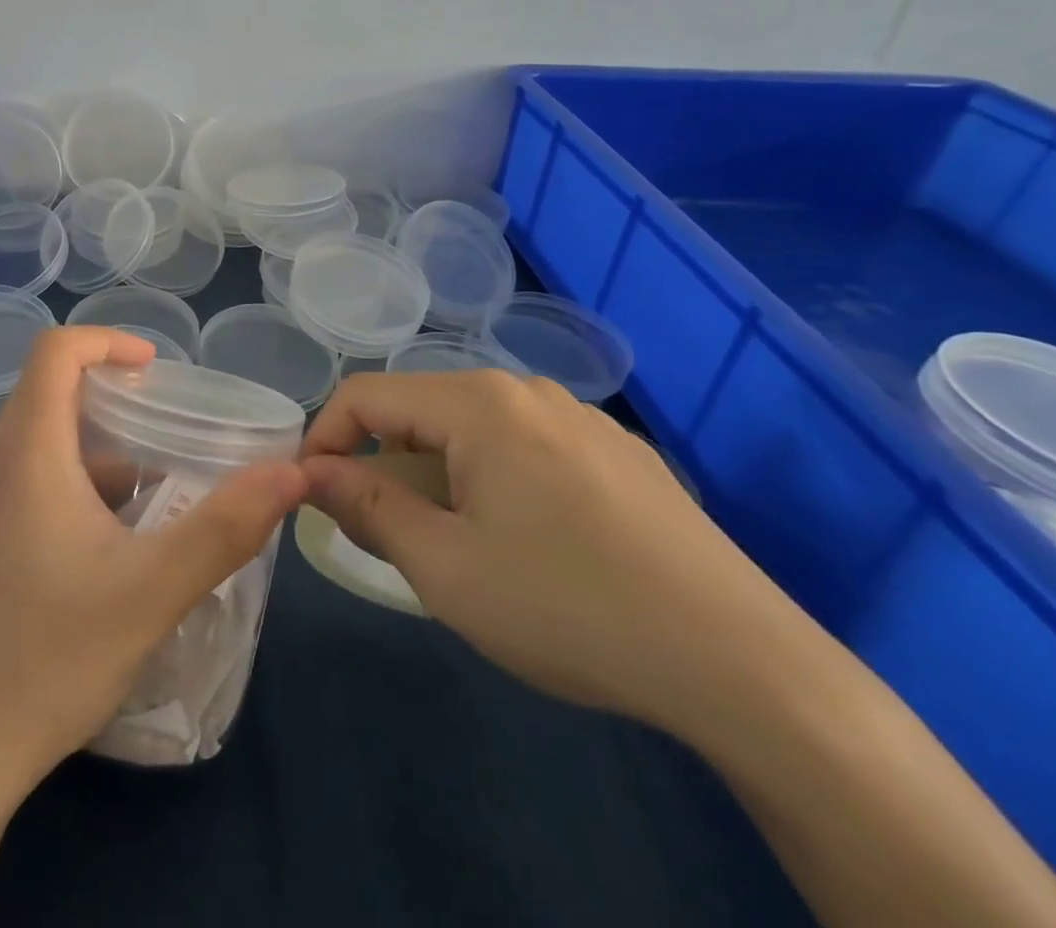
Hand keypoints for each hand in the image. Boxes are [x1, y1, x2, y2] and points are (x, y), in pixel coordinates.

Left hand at [0, 327, 308, 797]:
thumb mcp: (151, 591)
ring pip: (44, 442)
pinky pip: (33, 482)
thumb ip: (224, 527)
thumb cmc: (47, 658)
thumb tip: (291, 474)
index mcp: (27, 451)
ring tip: (158, 488)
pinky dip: (80, 485)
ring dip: (101, 448)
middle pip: (51, 392)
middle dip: (114, 396)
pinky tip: (117, 543)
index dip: (107, 341)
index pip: (55, 351)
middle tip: (170, 426)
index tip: (157, 370)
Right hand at [301, 369, 799, 734]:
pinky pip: (526, 449)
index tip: (311, 496)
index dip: (324, 439)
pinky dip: (493, 482)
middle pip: (421, 412)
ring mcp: (580, 418)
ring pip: (473, 432)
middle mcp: (526, 390)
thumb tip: (314, 474)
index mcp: (479, 403)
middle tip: (382, 536)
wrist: (744, 665)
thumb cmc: (568, 608)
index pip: (366, 394)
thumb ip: (367, 508)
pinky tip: (528, 545)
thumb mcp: (445, 568)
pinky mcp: (618, 454)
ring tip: (454, 547)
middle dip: (384, 466)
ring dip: (438, 477)